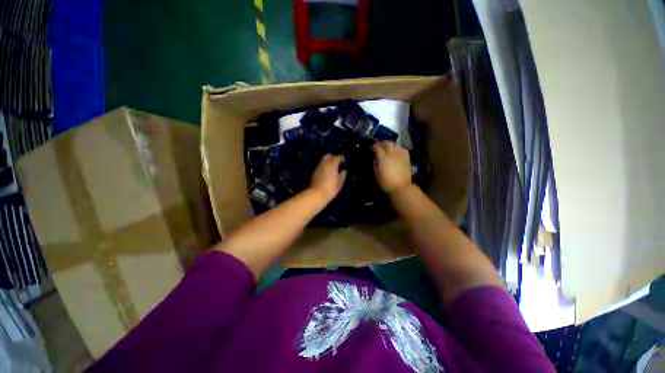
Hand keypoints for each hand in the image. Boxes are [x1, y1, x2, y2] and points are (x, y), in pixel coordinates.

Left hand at [310, 154, 346, 201]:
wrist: (316, 194)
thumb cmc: (330, 188)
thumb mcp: (340, 183)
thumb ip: (342, 175)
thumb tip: (344, 171)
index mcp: (332, 164)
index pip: (338, 157)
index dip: (342, 158)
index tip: (344, 162)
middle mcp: (325, 163)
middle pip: (329, 155)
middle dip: (334, 157)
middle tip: (338, 163)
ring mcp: (318, 166)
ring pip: (324, 159)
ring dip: (328, 161)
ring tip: (332, 167)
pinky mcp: (314, 171)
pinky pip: (321, 165)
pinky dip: (324, 165)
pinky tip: (327, 171)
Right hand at [373, 142, 411, 193]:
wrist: (401, 187)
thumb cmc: (386, 182)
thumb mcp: (376, 173)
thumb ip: (375, 162)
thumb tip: (375, 157)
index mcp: (383, 158)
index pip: (378, 147)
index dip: (374, 146)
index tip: (371, 148)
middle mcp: (392, 154)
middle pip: (387, 143)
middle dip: (382, 143)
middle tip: (379, 146)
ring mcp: (400, 155)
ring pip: (395, 144)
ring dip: (390, 144)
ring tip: (387, 148)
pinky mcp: (407, 157)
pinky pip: (402, 149)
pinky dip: (398, 148)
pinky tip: (396, 151)